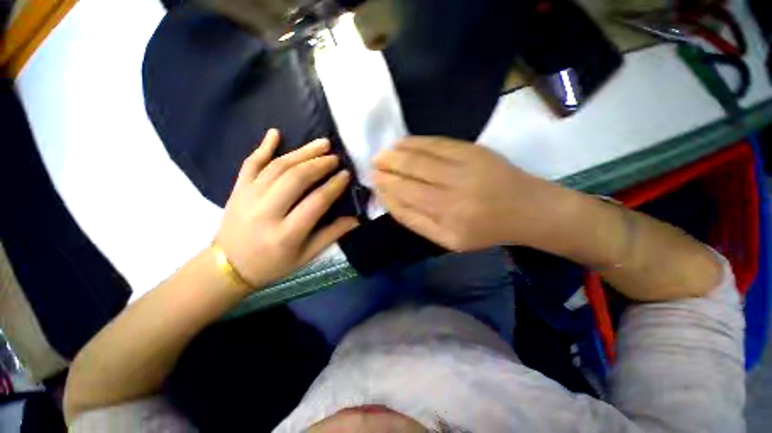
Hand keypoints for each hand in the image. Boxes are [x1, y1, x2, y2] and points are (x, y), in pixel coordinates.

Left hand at [215, 129, 357, 290]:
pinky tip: (275, 133)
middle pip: (296, 179)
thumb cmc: (272, 265)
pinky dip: (263, 146)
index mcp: (286, 234)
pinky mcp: (237, 189)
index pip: (316, 202)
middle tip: (335, 157)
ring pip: (277, 167)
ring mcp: (248, 197)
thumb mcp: (306, 256)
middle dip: (319, 164)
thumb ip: (332, 235)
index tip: (346, 175)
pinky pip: (250, 163)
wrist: (226, 268)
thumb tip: (356, 219)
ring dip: (302, 152)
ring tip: (321, 144)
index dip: (334, 186)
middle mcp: (266, 212)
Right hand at [372, 137, 568, 251]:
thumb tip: (389, 201)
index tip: (374, 182)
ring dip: (396, 153)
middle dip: (386, 167)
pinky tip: (402, 143)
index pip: (405, 196)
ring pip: (420, 155)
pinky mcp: (473, 150)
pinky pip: (436, 142)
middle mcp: (453, 190)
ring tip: (382, 154)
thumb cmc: (485, 230)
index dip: (386, 187)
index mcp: (446, 217)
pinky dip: (415, 142)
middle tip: (373, 165)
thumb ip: (416, 222)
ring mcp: (464, 166)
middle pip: (410, 173)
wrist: (527, 209)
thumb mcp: (447, 240)